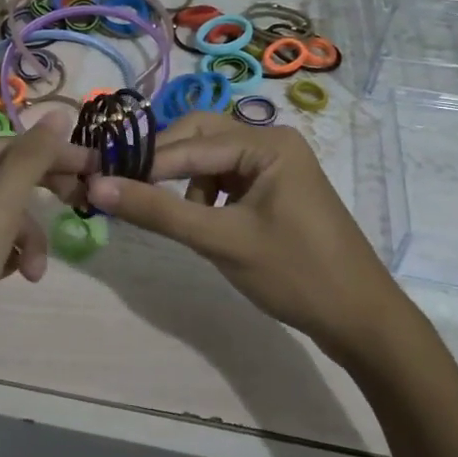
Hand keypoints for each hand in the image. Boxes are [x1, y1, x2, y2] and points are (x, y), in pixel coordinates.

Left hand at [0, 114, 90, 402]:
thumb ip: (30, 162)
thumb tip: (59, 115)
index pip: (6, 147)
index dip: (52, 156)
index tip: (95, 167)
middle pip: (2, 178)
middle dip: (36, 202)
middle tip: (80, 204)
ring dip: (23, 238)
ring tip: (33, 271)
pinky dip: (5, 252)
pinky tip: (13, 275)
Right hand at [87, 114, 423, 367]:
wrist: (361, 319)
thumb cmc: (295, 274)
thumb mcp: (221, 241)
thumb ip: (158, 211)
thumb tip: (96, 187)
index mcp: (267, 142)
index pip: (189, 144)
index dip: (143, 163)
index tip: (97, 179)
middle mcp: (272, 141)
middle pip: (200, 137)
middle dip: (164, 164)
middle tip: (127, 191)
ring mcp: (276, 165)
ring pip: (211, 159)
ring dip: (185, 182)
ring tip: (180, 221)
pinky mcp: (276, 189)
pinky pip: (227, 179)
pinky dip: (205, 196)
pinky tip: (205, 224)